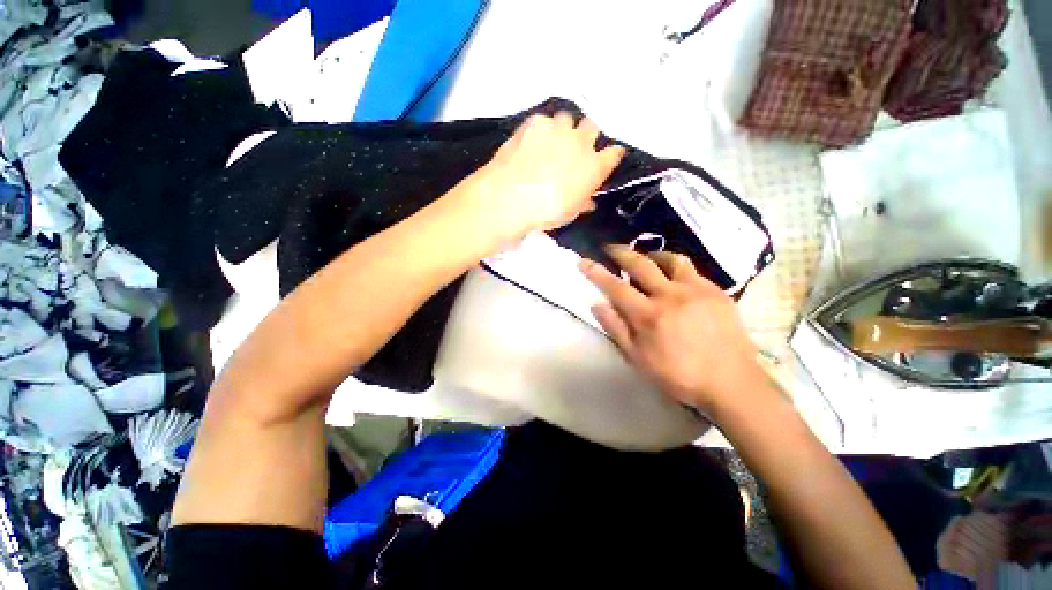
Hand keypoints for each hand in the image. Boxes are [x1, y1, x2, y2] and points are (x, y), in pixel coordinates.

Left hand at [470, 112, 624, 244]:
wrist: (512, 198)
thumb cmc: (545, 212)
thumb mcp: (569, 213)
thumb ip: (582, 202)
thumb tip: (588, 201)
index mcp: (593, 167)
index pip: (614, 153)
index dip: (610, 155)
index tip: (606, 159)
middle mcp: (581, 143)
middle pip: (592, 126)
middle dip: (586, 135)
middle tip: (575, 147)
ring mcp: (558, 129)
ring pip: (567, 118)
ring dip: (562, 129)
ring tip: (550, 142)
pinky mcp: (535, 122)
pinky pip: (543, 121)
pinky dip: (539, 130)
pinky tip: (530, 142)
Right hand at [579, 245, 772, 416]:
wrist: (730, 382)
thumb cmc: (678, 375)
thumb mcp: (638, 358)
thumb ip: (615, 328)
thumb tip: (596, 304)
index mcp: (647, 315)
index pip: (615, 286)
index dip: (596, 272)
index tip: (583, 261)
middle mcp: (669, 295)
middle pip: (640, 264)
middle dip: (621, 252)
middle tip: (610, 248)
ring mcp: (696, 290)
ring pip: (671, 259)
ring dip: (653, 254)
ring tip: (647, 257)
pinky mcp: (716, 291)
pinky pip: (692, 270)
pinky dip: (677, 268)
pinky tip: (675, 278)